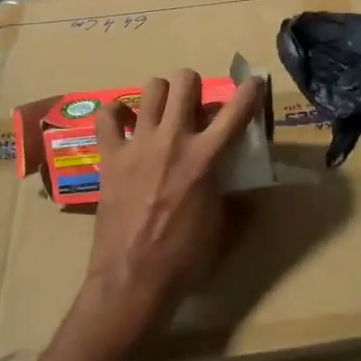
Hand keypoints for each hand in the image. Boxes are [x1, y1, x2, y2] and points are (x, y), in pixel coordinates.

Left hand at [73, 68, 263, 350]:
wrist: (134, 279)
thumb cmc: (186, 258)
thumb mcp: (223, 226)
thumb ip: (232, 195)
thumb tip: (239, 185)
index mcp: (207, 157)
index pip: (237, 110)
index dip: (251, 90)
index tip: (254, 82)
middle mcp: (173, 139)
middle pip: (186, 82)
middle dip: (195, 86)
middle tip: (195, 106)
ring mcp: (138, 144)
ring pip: (151, 88)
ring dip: (162, 95)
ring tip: (162, 113)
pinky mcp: (110, 156)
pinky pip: (106, 116)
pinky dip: (116, 113)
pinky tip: (124, 123)